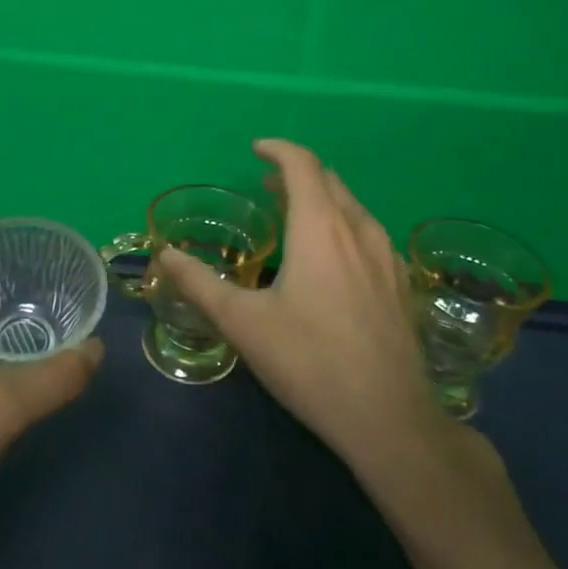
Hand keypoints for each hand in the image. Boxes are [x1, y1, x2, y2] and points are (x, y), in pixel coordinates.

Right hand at [158, 140, 488, 494]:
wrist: (389, 418)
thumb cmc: (309, 361)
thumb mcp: (243, 323)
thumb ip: (200, 284)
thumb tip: (165, 255)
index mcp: (321, 227)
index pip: (302, 165)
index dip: (278, 150)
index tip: (256, 150)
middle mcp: (359, 230)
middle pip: (330, 181)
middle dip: (297, 174)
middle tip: (267, 186)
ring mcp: (388, 257)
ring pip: (353, 207)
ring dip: (322, 199)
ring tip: (295, 216)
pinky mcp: (401, 284)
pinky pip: (369, 234)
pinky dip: (343, 225)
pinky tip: (332, 259)